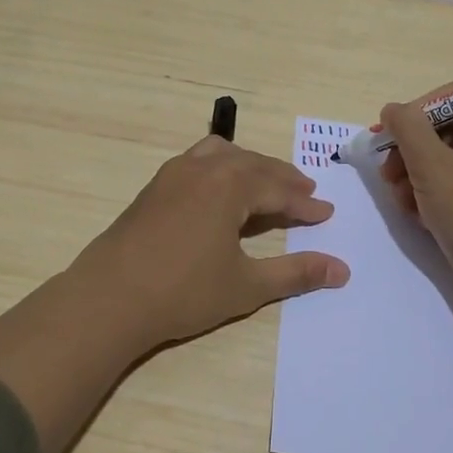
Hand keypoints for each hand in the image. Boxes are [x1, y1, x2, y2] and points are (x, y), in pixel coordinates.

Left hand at [64, 136, 350, 351]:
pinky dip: (221, 169)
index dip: (305, 205)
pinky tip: (220, 190)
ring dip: (250, 167)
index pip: (279, 189)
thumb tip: (342, 270)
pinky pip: (198, 162)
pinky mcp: (154, 187)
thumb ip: (296, 273)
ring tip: (267, 183)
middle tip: (305, 193)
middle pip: (253, 165)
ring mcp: (174, 174)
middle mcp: (204, 168)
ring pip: (222, 155)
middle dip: (282, 179)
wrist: (109, 297)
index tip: (326, 214)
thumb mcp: (246, 285)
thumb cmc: (184, 292)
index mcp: (230, 185)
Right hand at [377, 86, 452, 319]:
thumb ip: (407, 127)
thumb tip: (393, 109)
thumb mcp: (431, 164)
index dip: (413, 115)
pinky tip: (418, 217)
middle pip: (442, 133)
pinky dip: (432, 198)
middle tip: (388, 176)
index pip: (449, 100)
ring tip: (401, 202)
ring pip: (444, 164)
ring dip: (414, 178)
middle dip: (409, 154)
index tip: (387, 139)